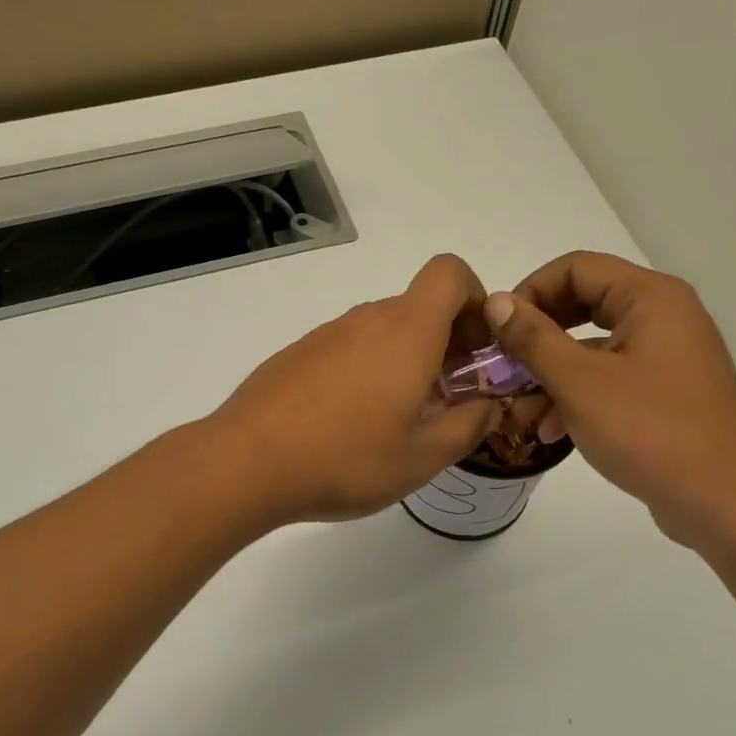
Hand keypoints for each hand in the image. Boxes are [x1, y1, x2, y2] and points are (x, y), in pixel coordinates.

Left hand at [209, 255, 500, 524]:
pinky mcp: (297, 353)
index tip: (476, 349)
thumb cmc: (346, 458)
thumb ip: (467, 426)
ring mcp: (326, 334)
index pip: (450, 272)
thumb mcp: (422, 457)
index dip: (474, 299)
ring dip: (405, 360)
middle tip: (446, 398)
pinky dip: (366, 370)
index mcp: (407, 331)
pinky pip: (347, 348)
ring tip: (397, 418)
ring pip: (382, 330)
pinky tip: (349, 421)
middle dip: (446, 343)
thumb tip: (488, 406)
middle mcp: (366, 319)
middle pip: (419, 307)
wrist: (246, 463)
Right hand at [485, 252, 735, 549]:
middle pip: (581, 306)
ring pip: (590, 348)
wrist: (724, 502)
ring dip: (550, 375)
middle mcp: (662, 316)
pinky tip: (551, 431)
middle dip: (536, 340)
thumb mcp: (579, 383)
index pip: (575, 268)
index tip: (498, 332)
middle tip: (503, 368)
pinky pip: (608, 378)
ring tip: (521, 413)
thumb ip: (533, 338)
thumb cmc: (650, 431)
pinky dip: (576, 396)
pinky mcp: (663, 392)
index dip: (530, 292)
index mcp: (650, 298)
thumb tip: (495, 301)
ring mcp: (665, 356)